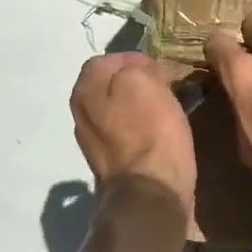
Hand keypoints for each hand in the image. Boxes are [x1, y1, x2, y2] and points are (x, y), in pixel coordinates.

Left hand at [69, 53, 195, 217]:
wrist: (150, 194)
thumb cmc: (149, 131)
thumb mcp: (142, 81)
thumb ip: (136, 67)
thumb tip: (146, 71)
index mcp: (85, 89)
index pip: (107, 59)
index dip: (136, 58)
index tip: (162, 67)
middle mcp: (82, 113)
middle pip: (112, 85)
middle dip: (138, 82)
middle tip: (168, 85)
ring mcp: (94, 142)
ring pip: (120, 109)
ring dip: (142, 106)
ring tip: (169, 107)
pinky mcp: (112, 164)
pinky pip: (128, 133)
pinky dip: (144, 129)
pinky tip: (163, 133)